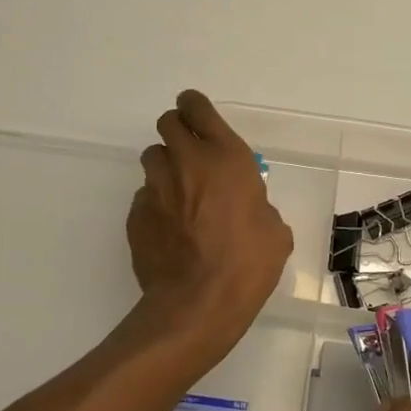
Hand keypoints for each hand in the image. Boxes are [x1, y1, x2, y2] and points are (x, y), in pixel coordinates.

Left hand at [127, 91, 292, 351]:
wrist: (199, 304)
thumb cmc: (249, 263)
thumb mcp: (274, 230)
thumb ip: (259, 206)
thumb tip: (250, 210)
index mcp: (226, 157)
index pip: (198, 108)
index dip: (194, 106)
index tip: (196, 114)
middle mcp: (187, 162)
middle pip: (168, 123)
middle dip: (178, 131)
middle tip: (190, 152)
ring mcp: (156, 187)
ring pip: (152, 158)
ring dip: (165, 166)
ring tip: (179, 191)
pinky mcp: (136, 215)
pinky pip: (144, 196)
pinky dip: (155, 203)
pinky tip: (169, 228)